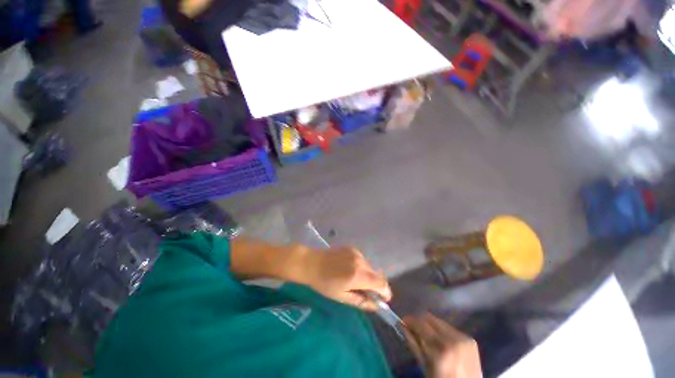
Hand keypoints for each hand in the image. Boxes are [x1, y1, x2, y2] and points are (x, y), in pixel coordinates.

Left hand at [294, 246, 391, 310]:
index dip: (385, 292)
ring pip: (369, 268)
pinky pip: (362, 260)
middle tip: (363, 292)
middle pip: (376, 275)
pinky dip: (360, 267)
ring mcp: (357, 253)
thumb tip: (376, 306)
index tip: (382, 300)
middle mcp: (360, 262)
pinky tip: (348, 269)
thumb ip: (361, 302)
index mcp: (358, 275)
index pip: (381, 283)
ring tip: (353, 280)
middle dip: (374, 285)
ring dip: (367, 276)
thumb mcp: (342, 297)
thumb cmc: (324, 283)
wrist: (312, 263)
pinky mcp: (352, 248)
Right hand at [402, 313, 481, 377]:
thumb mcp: (425, 367)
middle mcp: (454, 339)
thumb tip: (401, 325)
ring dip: (430, 326)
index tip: (403, 321)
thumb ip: (414, 344)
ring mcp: (464, 338)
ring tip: (426, 335)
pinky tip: (440, 341)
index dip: (410, 320)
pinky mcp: (470, 339)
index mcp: (441, 350)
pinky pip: (450, 328)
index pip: (421, 324)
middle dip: (420, 321)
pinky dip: (442, 331)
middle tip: (413, 328)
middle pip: (430, 318)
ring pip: (440, 322)